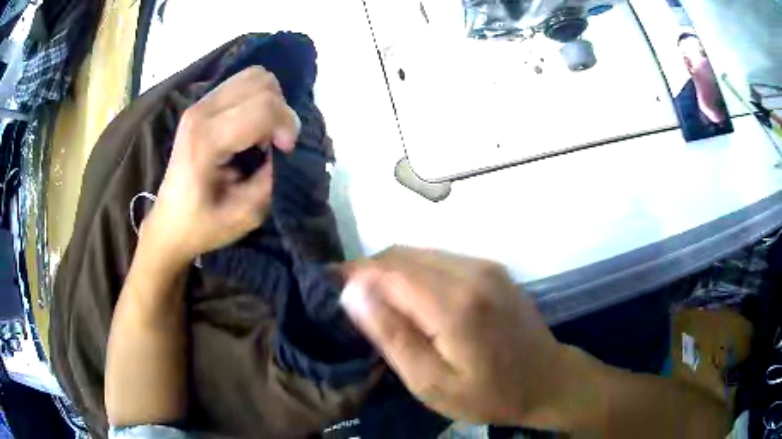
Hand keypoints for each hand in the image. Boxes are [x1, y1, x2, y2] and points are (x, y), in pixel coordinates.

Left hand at [141, 67, 299, 265]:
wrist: (168, 224)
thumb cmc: (201, 225)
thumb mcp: (245, 215)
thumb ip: (272, 179)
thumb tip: (284, 150)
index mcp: (206, 140)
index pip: (263, 107)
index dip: (287, 126)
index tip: (285, 152)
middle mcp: (201, 112)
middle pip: (262, 83)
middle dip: (281, 112)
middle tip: (276, 143)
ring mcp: (199, 104)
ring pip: (254, 76)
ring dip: (270, 102)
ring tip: (264, 133)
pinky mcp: (201, 104)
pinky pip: (242, 83)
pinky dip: (258, 100)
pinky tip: (252, 127)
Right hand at [340, 247, 566, 425]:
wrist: (547, 380)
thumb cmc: (488, 394)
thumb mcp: (431, 383)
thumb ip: (391, 335)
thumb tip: (352, 291)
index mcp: (454, 304)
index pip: (387, 270)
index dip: (354, 274)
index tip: (329, 286)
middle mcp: (470, 271)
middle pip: (402, 254)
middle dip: (369, 271)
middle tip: (350, 299)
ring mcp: (485, 265)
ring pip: (419, 252)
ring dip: (391, 270)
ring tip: (376, 300)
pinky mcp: (492, 268)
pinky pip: (440, 258)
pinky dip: (415, 271)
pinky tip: (411, 298)